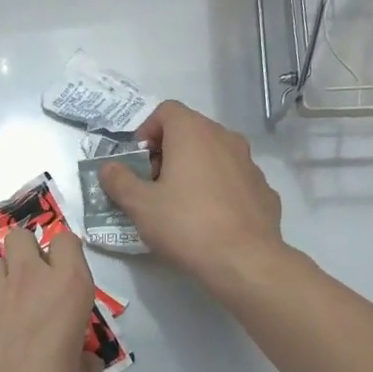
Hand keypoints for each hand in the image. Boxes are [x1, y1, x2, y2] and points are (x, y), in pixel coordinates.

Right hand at [98, 100, 285, 292]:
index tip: (137, 161)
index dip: (146, 131)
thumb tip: (109, 167)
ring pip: (214, 154)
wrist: (244, 260)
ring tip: (180, 202)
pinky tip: (210, 218)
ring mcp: (249, 163)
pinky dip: (218, 188)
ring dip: (194, 169)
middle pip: (191, 131)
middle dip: (168, 151)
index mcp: (193, 133)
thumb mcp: (140, 206)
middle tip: (153, 184)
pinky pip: (233, 179)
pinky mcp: (263, 189)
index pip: (166, 111)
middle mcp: (225, 138)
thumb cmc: (186, 225)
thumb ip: (119, 181)